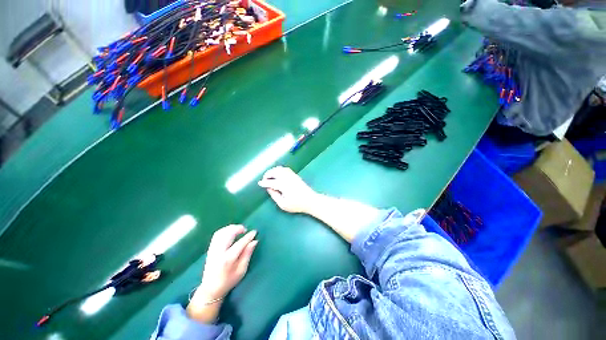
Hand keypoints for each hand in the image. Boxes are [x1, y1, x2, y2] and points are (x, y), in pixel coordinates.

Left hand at [198, 225, 257, 300]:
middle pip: (228, 234)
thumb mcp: (241, 270)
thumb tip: (254, 241)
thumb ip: (247, 254)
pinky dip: (225, 230)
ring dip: (231, 228)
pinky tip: (230, 232)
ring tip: (239, 230)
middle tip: (245, 230)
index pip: (240, 243)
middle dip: (238, 228)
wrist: (210, 289)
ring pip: (221, 232)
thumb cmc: (228, 281)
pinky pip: (217, 235)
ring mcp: (213, 250)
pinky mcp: (210, 249)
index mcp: (228, 259)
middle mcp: (219, 252)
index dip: (248, 236)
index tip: (255, 232)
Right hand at [258, 166, 317, 213]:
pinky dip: (279, 169)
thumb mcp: (283, 204)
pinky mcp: (295, 175)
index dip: (264, 182)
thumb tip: (269, 188)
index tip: (259, 183)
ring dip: (273, 171)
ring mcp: (292, 175)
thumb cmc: (297, 204)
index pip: (271, 182)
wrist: (310, 200)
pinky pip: (285, 169)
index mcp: (283, 185)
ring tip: (269, 176)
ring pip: (280, 169)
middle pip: (275, 172)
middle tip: (264, 180)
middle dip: (268, 174)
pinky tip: (277, 174)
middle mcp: (287, 178)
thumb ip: (275, 196)